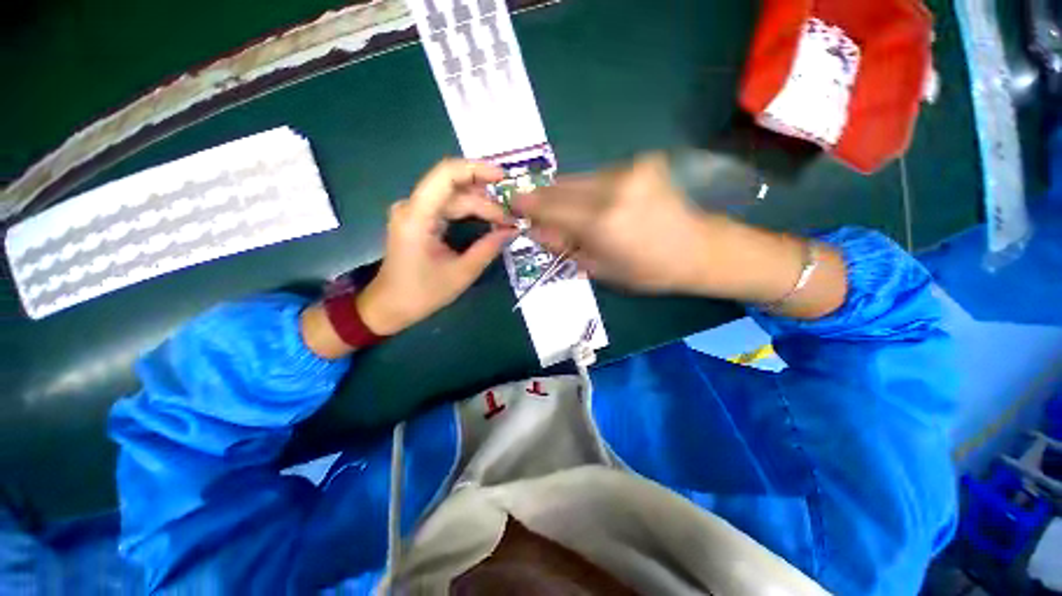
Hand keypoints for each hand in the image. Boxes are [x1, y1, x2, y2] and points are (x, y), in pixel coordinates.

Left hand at [357, 159, 516, 334]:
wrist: (389, 306)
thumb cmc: (422, 294)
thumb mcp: (462, 273)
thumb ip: (489, 248)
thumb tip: (513, 230)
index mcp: (417, 217)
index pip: (446, 175)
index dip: (477, 169)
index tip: (504, 178)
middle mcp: (412, 206)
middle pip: (454, 189)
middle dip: (486, 200)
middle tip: (511, 218)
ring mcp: (414, 211)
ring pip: (453, 196)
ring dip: (480, 204)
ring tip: (504, 219)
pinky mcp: (418, 219)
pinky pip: (447, 206)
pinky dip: (469, 210)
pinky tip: (487, 218)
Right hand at [513, 152, 732, 292]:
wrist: (698, 249)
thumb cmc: (646, 270)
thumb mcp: (598, 268)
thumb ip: (563, 245)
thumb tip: (536, 228)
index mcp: (601, 221)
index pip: (549, 207)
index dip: (527, 205)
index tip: (513, 204)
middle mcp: (613, 187)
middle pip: (561, 185)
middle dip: (544, 198)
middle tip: (536, 210)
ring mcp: (630, 169)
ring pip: (578, 177)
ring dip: (567, 194)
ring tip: (572, 213)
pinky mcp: (642, 161)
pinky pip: (599, 174)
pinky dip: (588, 189)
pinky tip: (598, 204)